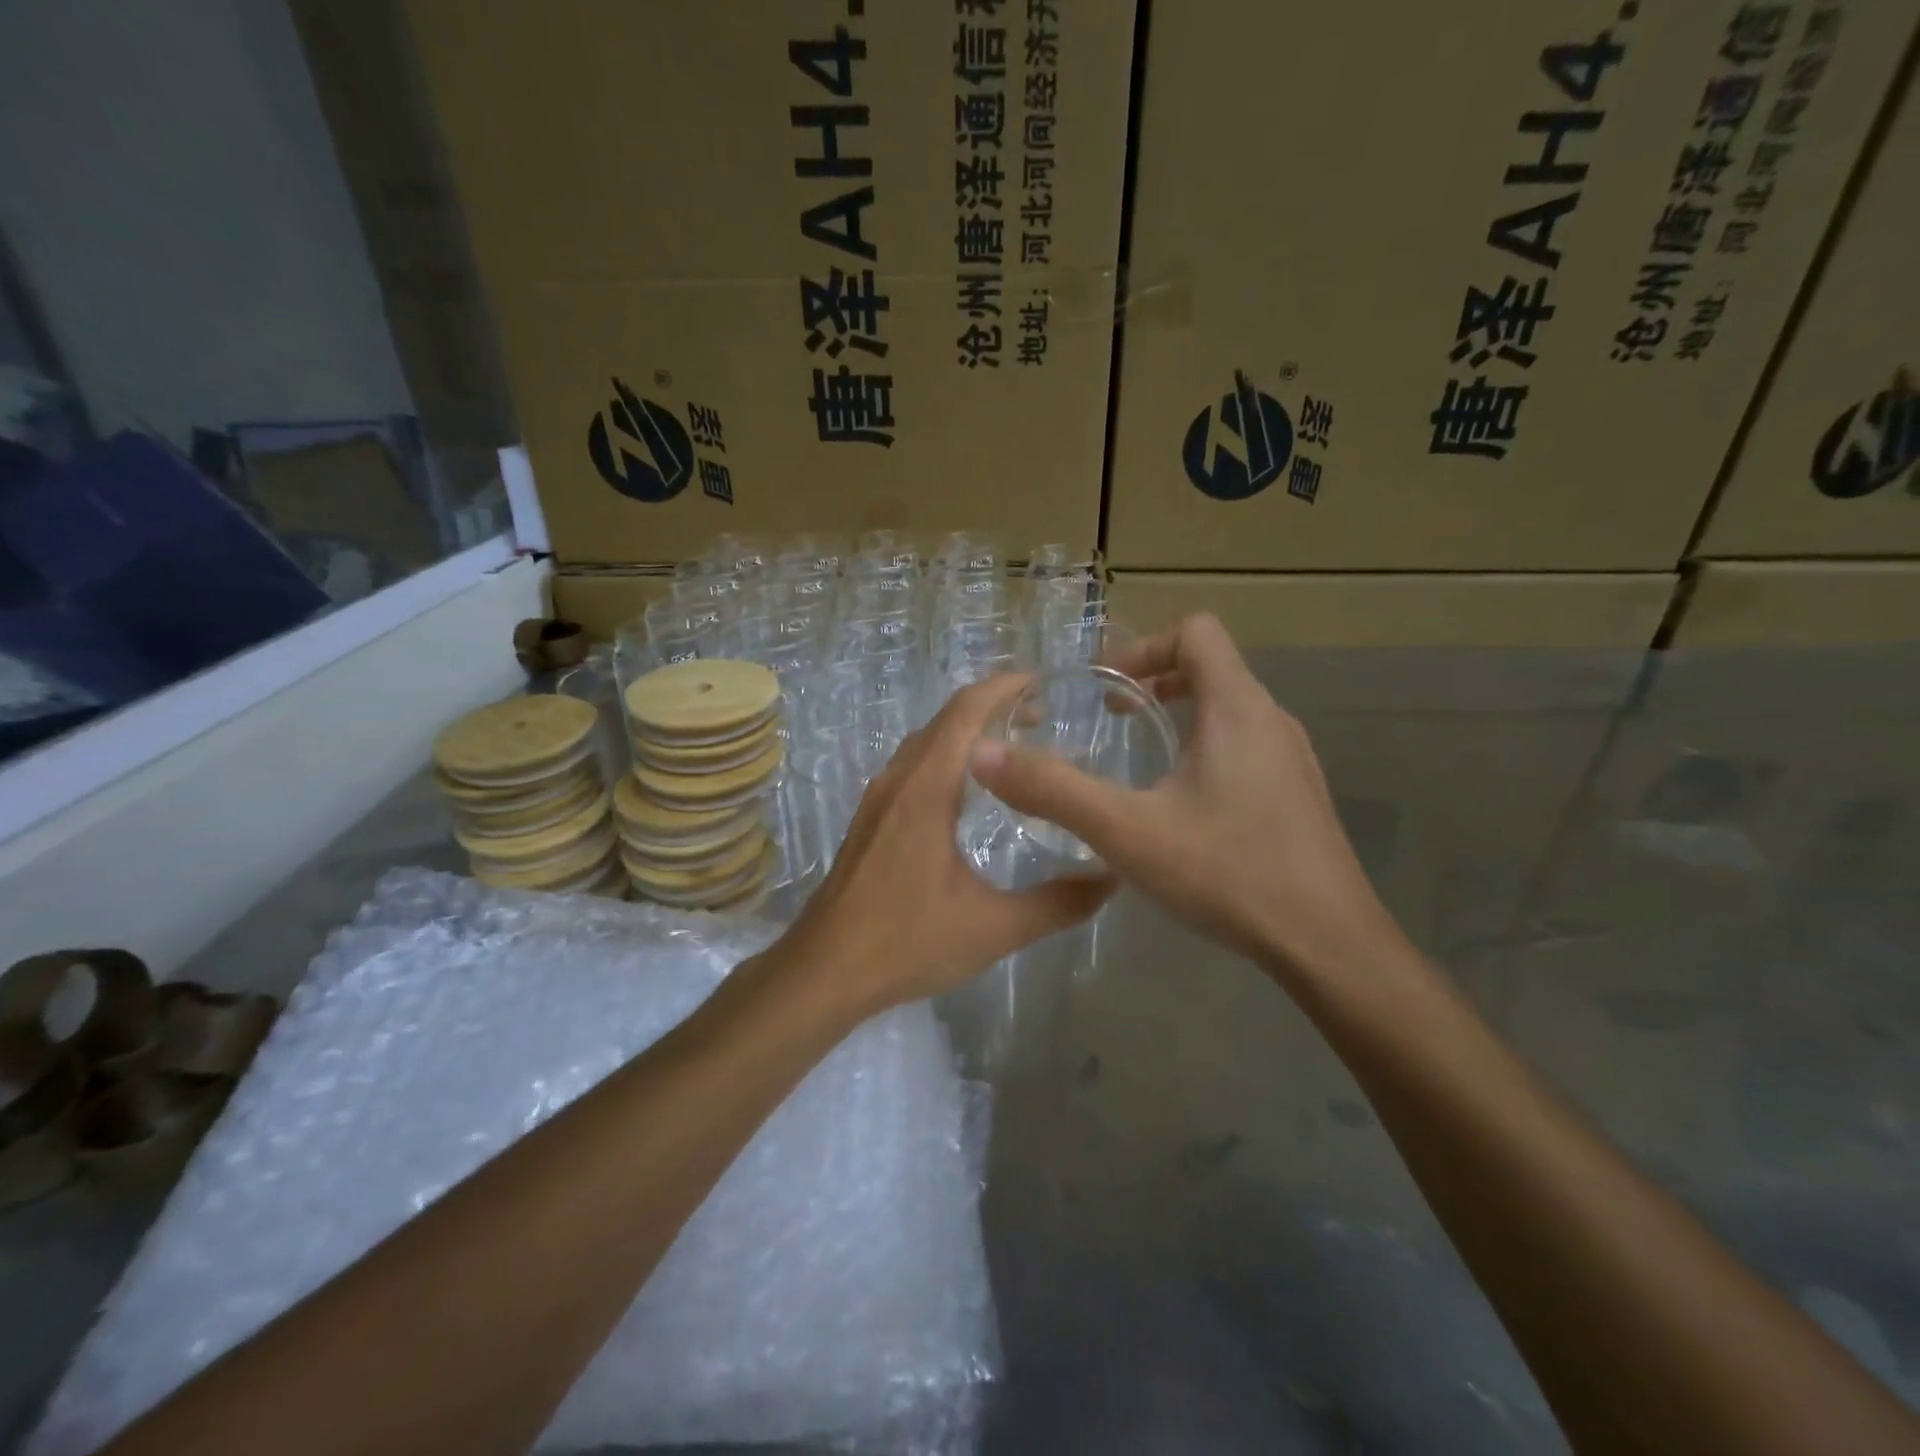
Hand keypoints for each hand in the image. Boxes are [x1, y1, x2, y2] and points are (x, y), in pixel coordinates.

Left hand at [779, 676, 1114, 1015]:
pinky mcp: (869, 821)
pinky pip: (912, 768)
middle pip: (946, 720)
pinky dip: (946, 758)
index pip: (966, 711)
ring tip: (1011, 750)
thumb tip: (1111, 879)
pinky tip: (968, 795)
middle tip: (1042, 718)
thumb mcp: (994, 927)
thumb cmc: (907, 942)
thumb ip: (1057, 903)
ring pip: (926, 743)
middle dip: (993, 707)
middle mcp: (898, 780)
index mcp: (926, 788)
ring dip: (966, 733)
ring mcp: (877, 800)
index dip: (1005, 687)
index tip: (1044, 683)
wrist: (824, 972)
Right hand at [967, 614, 1393, 981]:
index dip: (1144, 646)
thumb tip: (983, 754)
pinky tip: (1179, 805)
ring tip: (1138, 754)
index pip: (1196, 632)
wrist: (1329, 945)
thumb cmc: (1229, 873)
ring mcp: (1292, 759)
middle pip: (1212, 667)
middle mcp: (1271, 720)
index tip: (1104, 687)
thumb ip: (1053, 790)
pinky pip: (1245, 745)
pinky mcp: (1297, 795)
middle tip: (1110, 715)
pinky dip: (1203, 748)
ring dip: (1178, 714)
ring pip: (1229, 708)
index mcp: (1237, 708)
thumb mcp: (1127, 831)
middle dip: (1153, 680)